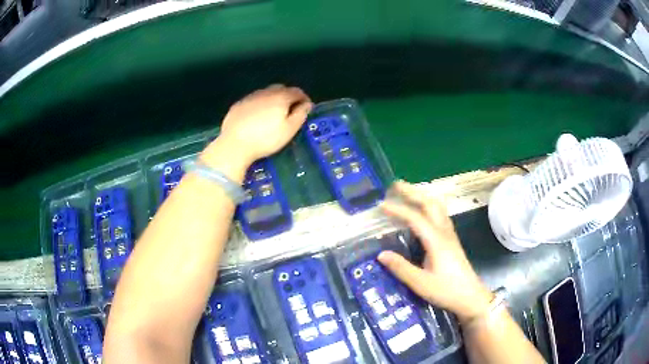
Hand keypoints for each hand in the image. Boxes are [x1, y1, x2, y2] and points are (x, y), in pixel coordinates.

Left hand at [206, 84, 311, 166]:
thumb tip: (307, 104)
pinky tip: (257, 117)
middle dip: (288, 96)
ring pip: (266, 93)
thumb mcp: (289, 130)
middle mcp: (265, 92)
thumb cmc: (266, 139)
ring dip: (273, 99)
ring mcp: (250, 97)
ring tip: (273, 114)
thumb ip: (300, 114)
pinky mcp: (238, 105)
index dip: (304, 98)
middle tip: (290, 110)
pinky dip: (259, 105)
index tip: (306, 108)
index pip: (297, 91)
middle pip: (281, 88)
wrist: (234, 144)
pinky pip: (253, 100)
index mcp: (280, 97)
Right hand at [378, 181, 492, 323]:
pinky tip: (422, 212)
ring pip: (438, 207)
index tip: (381, 204)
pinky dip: (428, 206)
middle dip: (413, 192)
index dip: (398, 209)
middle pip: (430, 203)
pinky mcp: (451, 241)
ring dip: (422, 196)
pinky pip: (440, 215)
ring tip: (407, 193)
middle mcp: (444, 233)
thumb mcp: (421, 284)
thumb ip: (401, 268)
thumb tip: (381, 254)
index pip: (416, 218)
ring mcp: (450, 235)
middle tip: (395, 185)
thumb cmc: (447, 291)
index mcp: (437, 241)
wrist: (471, 297)